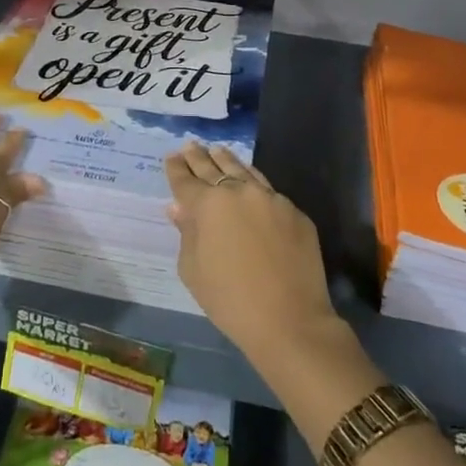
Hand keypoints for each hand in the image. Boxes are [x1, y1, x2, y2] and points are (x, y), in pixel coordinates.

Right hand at [166, 142, 342, 368]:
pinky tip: (249, 179)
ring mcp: (270, 198)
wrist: (290, 320)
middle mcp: (238, 191)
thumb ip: (186, 233)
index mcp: (208, 205)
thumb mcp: (193, 270)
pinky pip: (268, 190)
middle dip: (199, 156)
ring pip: (243, 170)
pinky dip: (253, 181)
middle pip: (213, 167)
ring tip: (217, 150)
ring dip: (227, 159)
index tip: (171, 156)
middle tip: (190, 145)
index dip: (176, 168)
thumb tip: (179, 208)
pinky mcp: (294, 211)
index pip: (186, 180)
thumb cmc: (230, 300)